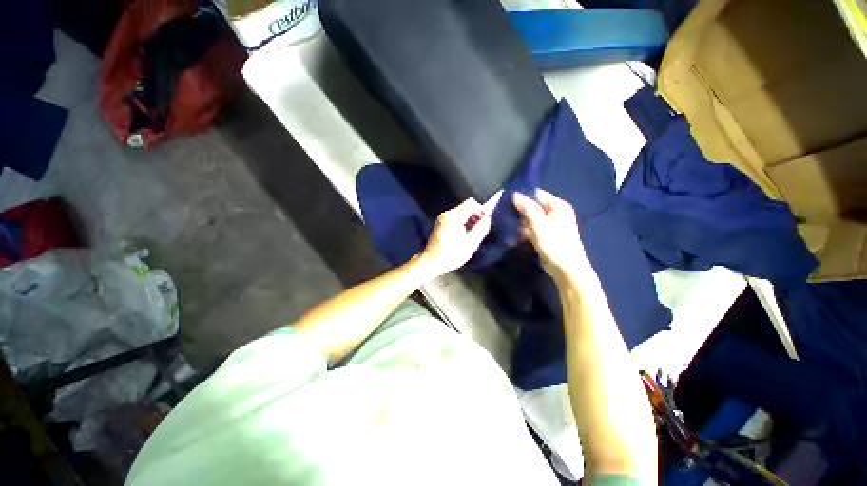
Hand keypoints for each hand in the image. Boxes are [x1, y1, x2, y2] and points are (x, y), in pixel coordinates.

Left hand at [419, 198, 491, 277]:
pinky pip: (455, 218)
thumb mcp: (471, 244)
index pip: (471, 203)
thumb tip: (487, 218)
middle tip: (478, 231)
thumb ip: (481, 229)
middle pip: (466, 207)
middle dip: (475, 217)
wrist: (431, 263)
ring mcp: (442, 219)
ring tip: (470, 235)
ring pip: (461, 212)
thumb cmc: (451, 255)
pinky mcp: (440, 224)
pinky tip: (462, 236)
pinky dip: (462, 223)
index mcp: (454, 217)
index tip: (484, 222)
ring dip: (469, 221)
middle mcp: (446, 214)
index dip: (481, 211)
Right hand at [513, 190, 591, 284]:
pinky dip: (523, 230)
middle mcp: (554, 212)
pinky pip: (531, 228)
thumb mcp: (540, 224)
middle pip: (533, 206)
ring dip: (519, 222)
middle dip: (519, 210)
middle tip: (503, 213)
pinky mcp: (544, 235)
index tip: (506, 201)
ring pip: (530, 218)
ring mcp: (549, 224)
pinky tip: (513, 233)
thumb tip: (515, 194)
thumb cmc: (555, 244)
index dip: (522, 197)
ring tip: (506, 223)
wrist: (565, 269)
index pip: (537, 194)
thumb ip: (528, 208)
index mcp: (558, 206)